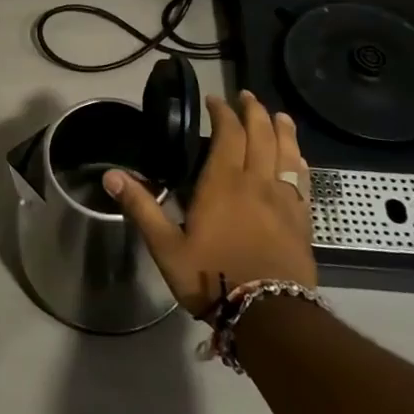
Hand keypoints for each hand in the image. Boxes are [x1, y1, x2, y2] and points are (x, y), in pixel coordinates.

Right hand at [107, 91, 317, 315]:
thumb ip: (141, 207)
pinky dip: (300, 163)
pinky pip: (304, 181)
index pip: (228, 134)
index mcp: (223, 182)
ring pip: (287, 154)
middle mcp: (256, 182)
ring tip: (279, 116)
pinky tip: (299, 160)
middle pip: (261, 135)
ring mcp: (284, 201)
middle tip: (246, 97)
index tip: (214, 101)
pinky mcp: (302, 221)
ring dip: (282, 130)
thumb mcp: (166, 246)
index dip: (222, 113)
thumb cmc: (212, 276)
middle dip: (253, 112)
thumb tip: (110, 175)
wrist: (269, 316)